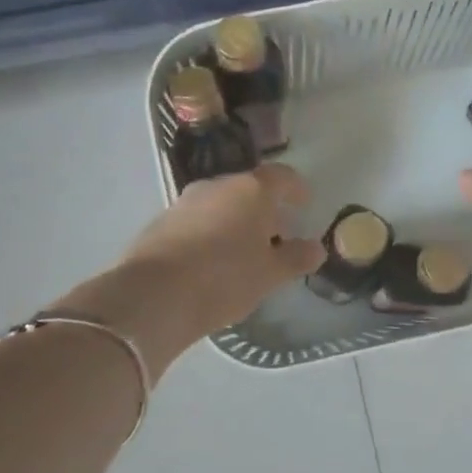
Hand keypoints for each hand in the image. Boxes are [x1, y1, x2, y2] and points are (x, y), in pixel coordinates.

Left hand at [66, 165, 323, 373]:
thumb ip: (296, 258)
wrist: (155, 295)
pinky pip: (197, 221)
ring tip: (245, 252)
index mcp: (250, 190)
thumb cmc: (225, 278)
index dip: (296, 189)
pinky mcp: (160, 223)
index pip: (281, 177)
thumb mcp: (270, 274)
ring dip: (236, 222)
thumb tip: (316, 248)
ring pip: (220, 205)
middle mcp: (217, 185)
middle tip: (277, 235)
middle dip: (264, 210)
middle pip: (248, 190)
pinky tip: (212, 262)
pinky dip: (211, 233)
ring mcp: (184, 202)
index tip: (304, 203)